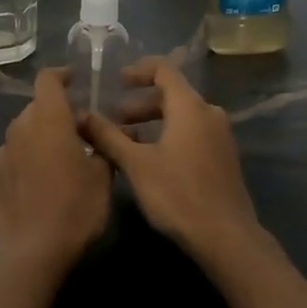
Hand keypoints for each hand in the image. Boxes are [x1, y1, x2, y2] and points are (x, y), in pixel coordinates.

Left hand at [0, 69, 112, 272]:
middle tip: (78, 132)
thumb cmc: (76, 208)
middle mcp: (21, 128)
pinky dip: (27, 159)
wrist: (33, 253)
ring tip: (59, 159)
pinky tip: (41, 183)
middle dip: (56, 112)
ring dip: (40, 136)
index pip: (47, 80)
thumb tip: (96, 131)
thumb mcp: (103, 176)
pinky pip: (14, 157)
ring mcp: (3, 153)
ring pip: (24, 132)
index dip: (61, 75)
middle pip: (37, 107)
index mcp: (49, 119)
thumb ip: (101, 144)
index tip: (74, 81)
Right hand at [82, 58, 266, 261]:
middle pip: (173, 94)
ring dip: (154, 122)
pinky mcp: (224, 157)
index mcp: (190, 107)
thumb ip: (108, 136)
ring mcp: (221, 136)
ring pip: (182, 116)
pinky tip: (152, 159)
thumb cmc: (178, 194)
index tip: (117, 81)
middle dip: (140, 103)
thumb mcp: (136, 164)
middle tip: (115, 119)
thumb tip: (80, 115)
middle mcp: (209, 113)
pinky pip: (193, 133)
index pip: (164, 70)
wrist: (226, 237)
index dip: (139, 71)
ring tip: (127, 141)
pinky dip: (170, 135)